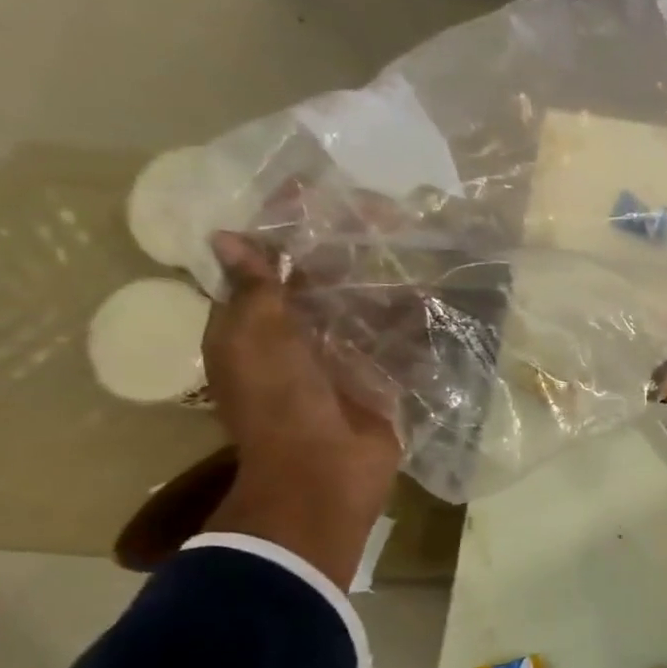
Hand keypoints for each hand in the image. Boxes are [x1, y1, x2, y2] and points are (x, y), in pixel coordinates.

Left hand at [202, 233, 402, 587]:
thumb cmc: (279, 404)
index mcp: (257, 324)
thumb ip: (255, 290)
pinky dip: (413, 321)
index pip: (267, 263)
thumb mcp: (256, 341)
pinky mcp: (383, 378)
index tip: (315, 193)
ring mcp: (345, 358)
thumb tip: (231, 237)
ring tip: (417, 246)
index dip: (285, 229)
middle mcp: (300, 336)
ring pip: (364, 308)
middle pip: (323, 282)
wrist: (324, 473)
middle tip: (384, 215)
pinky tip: (435, 294)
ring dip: (386, 283)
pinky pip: (398, 341)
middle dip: (347, 251)